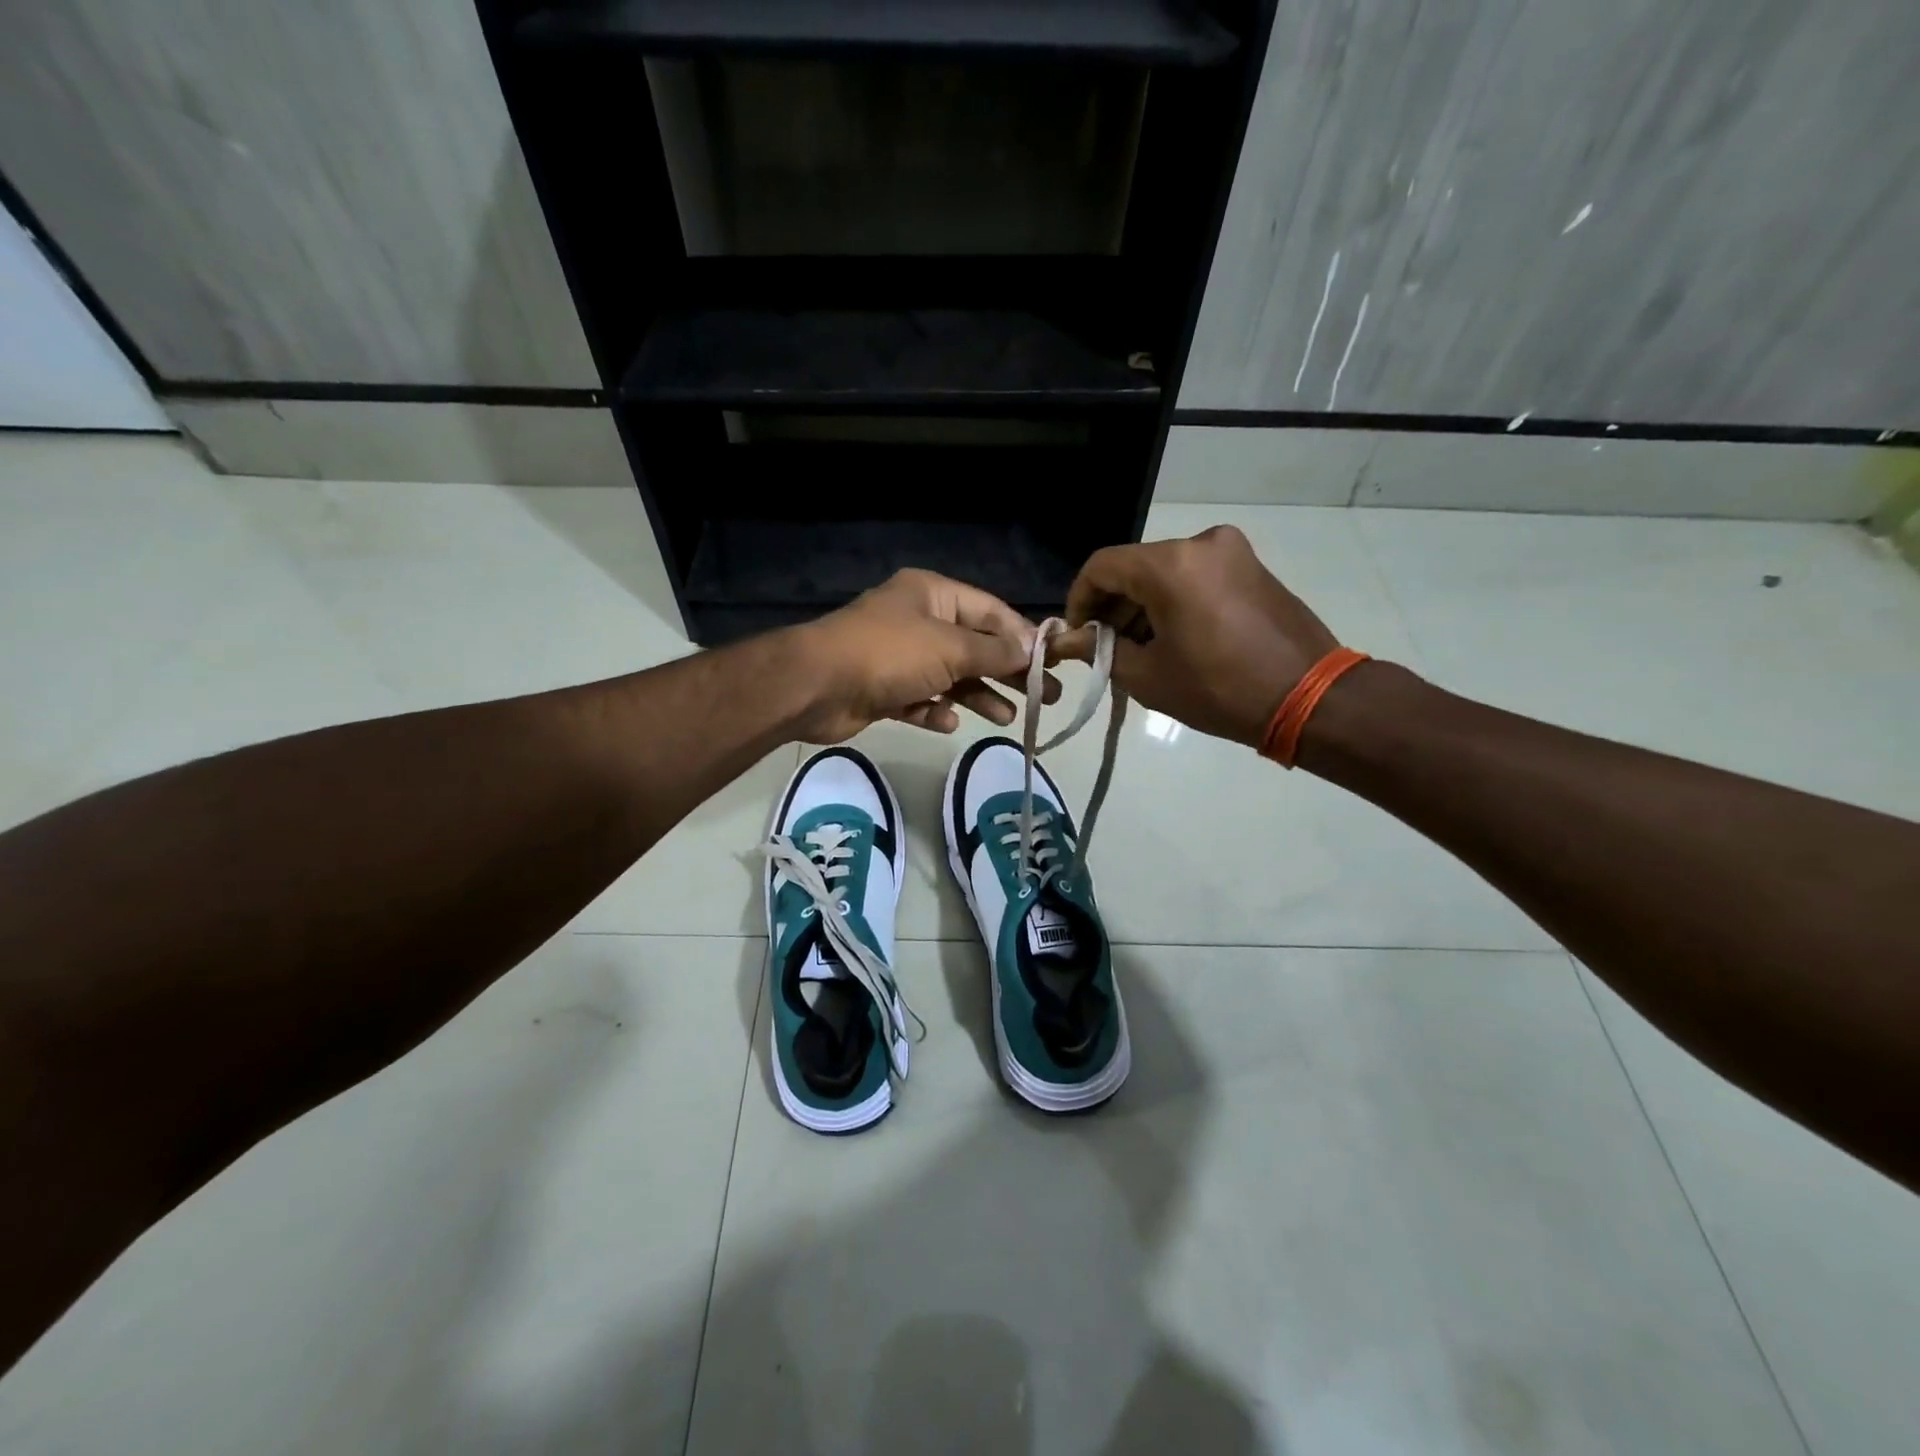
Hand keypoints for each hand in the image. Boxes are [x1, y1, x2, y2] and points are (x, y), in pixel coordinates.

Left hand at [790, 570, 1059, 743]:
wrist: (817, 686)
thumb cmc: (889, 654)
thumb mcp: (950, 648)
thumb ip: (994, 651)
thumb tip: (1031, 650)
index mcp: (932, 595)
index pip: (990, 611)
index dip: (1022, 636)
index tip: (1051, 662)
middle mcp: (917, 621)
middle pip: (973, 646)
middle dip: (1006, 671)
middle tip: (1044, 697)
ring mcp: (898, 657)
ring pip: (949, 676)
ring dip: (977, 695)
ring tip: (1007, 718)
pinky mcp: (882, 689)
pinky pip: (919, 699)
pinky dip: (935, 710)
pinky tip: (949, 723)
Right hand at [1061, 525, 1338, 746]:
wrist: (1310, 697)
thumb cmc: (1219, 689)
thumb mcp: (1148, 676)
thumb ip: (1099, 651)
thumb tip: (1064, 641)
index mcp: (1170, 564)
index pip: (1102, 567)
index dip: (1078, 600)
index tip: (1076, 635)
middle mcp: (1200, 543)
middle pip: (1134, 567)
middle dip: (1112, 607)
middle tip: (1105, 649)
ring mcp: (1231, 552)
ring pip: (1165, 572)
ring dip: (1142, 606)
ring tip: (1139, 651)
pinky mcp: (1251, 567)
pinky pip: (1195, 576)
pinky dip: (1173, 602)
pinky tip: (1173, 640)